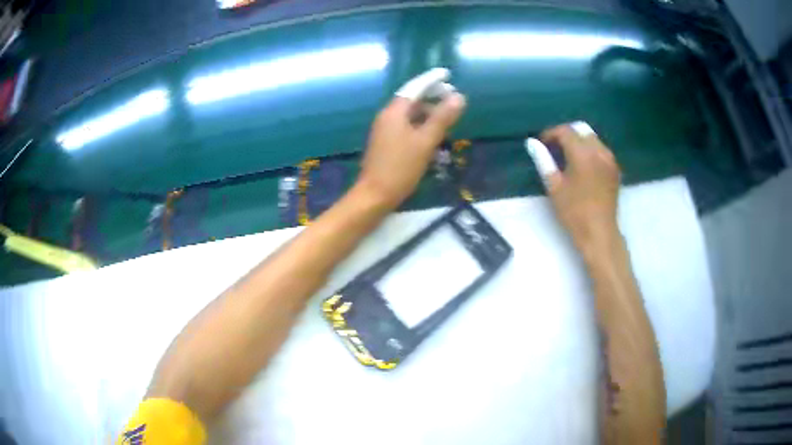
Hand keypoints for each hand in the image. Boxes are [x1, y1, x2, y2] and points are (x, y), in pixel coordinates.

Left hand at [356, 87, 465, 209]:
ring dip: (429, 114)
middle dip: (433, 97)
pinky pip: (407, 128)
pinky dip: (421, 127)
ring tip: (448, 119)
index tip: (447, 74)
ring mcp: (385, 131)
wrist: (374, 195)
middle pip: (412, 100)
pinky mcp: (386, 144)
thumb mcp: (425, 142)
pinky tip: (434, 138)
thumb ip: (442, 118)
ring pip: (410, 115)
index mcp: (394, 112)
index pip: (415, 87)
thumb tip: (458, 97)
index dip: (432, 80)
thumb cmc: (400, 167)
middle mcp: (387, 117)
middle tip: (453, 99)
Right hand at [526, 122, 620, 258]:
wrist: (599, 232)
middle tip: (554, 148)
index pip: (565, 131)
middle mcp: (599, 150)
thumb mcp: (554, 186)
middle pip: (581, 129)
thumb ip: (543, 160)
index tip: (542, 143)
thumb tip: (531, 142)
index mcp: (583, 153)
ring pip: (592, 138)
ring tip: (568, 156)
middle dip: (566, 134)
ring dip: (579, 141)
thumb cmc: (574, 212)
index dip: (551, 133)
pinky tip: (582, 165)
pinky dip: (590, 150)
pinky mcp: (614, 168)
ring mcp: (610, 159)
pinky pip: (601, 149)